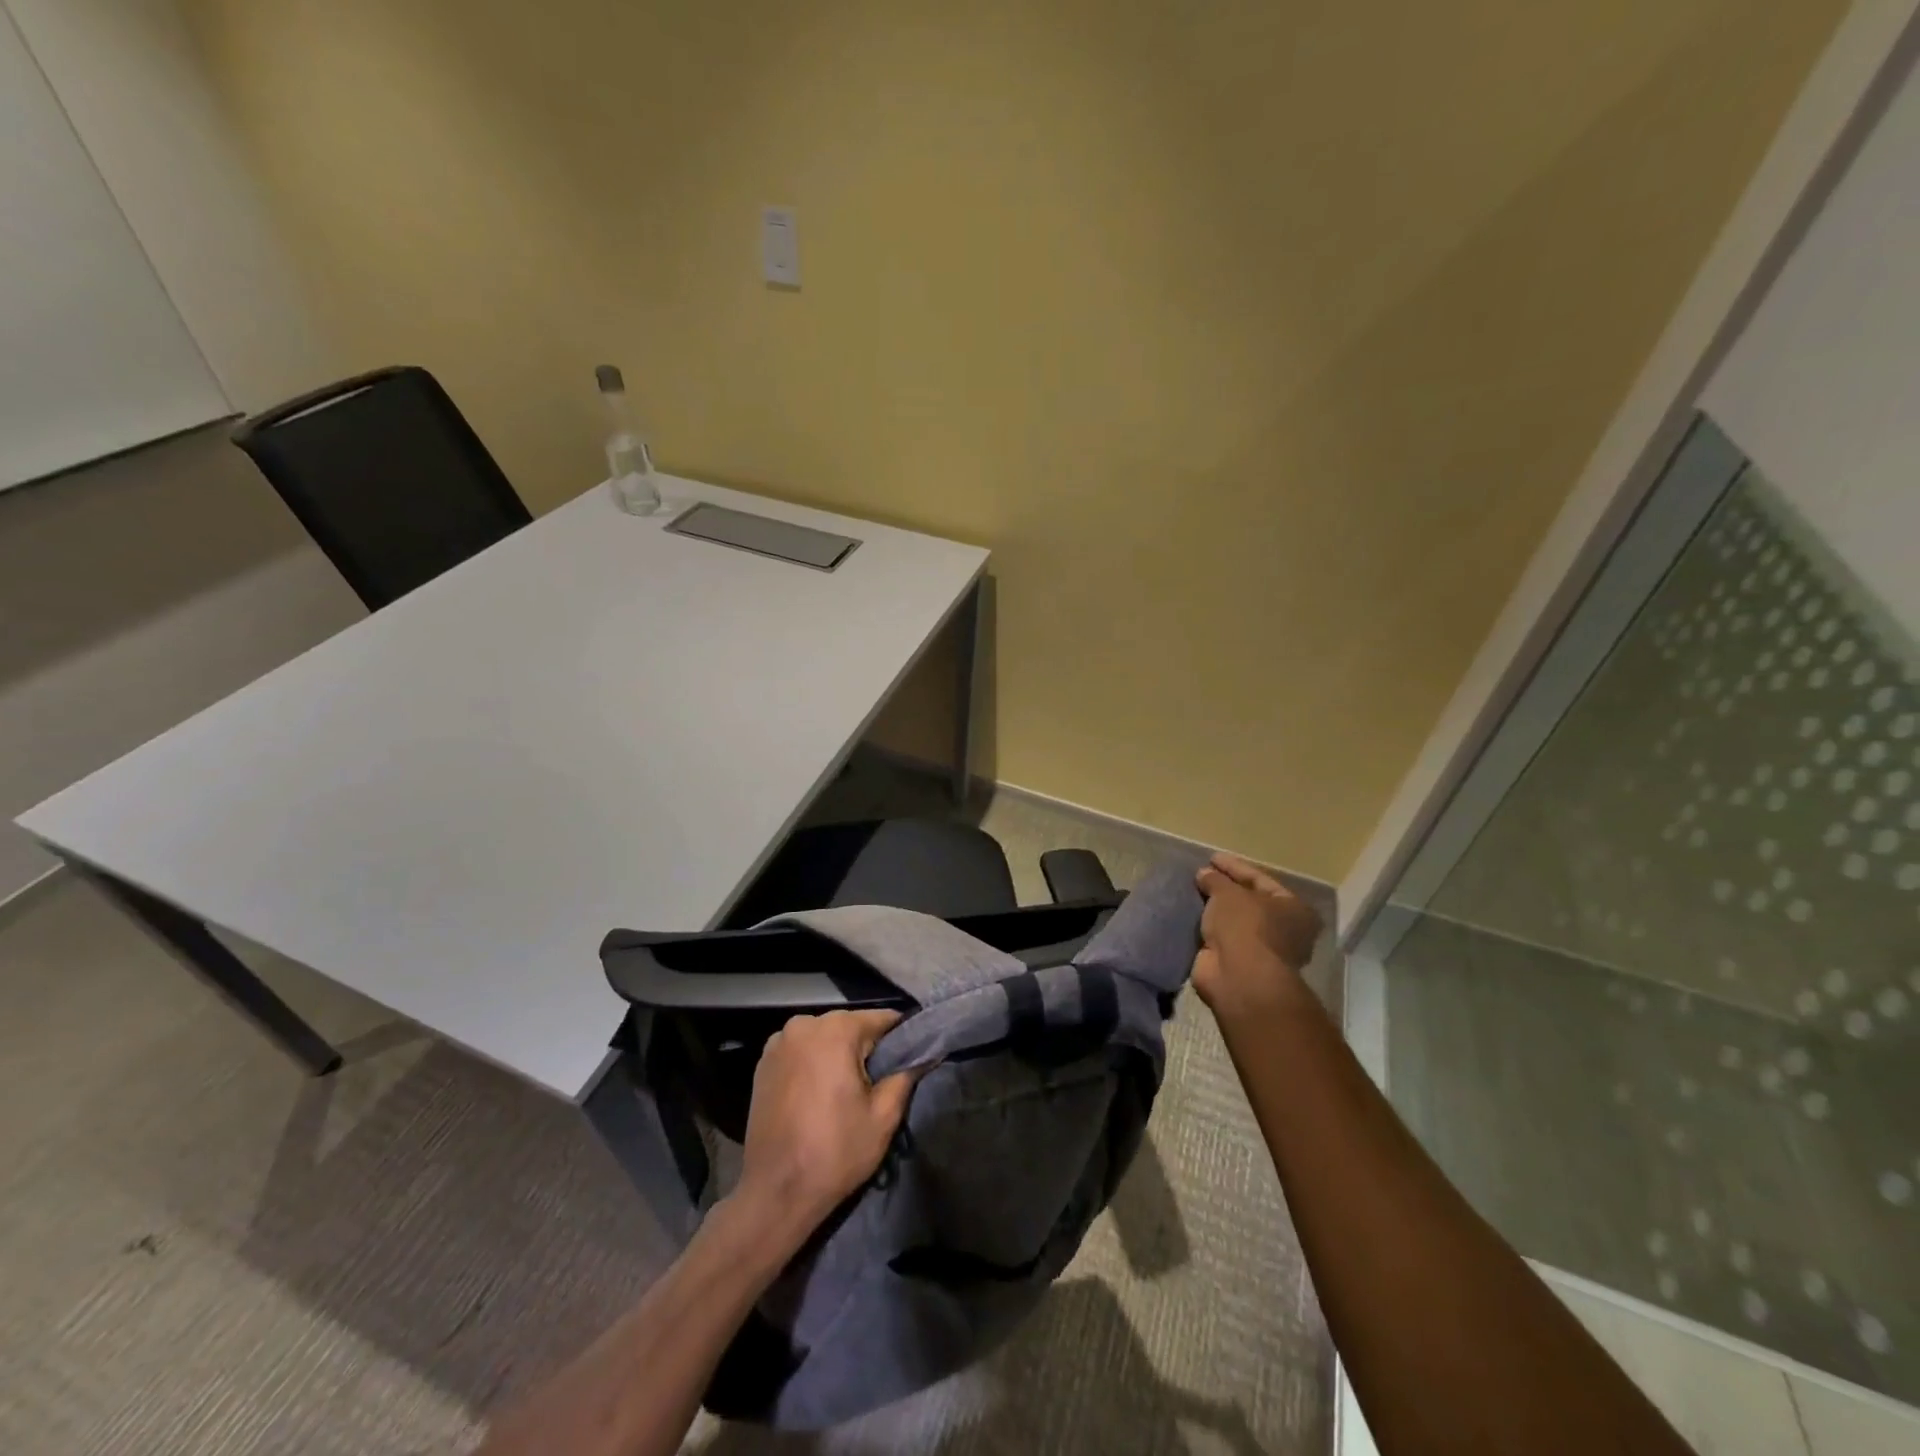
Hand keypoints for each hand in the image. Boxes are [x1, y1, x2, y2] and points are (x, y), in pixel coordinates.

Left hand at [731, 1009, 918, 1246]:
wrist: (775, 1193)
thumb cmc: (835, 1152)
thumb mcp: (884, 1116)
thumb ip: (906, 1075)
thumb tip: (924, 1054)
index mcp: (836, 1029)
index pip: (881, 1019)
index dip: (900, 1038)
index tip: (909, 1060)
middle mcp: (804, 1024)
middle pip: (849, 1027)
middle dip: (866, 1049)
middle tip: (877, 1084)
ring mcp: (778, 1042)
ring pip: (823, 1039)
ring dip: (837, 1056)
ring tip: (845, 1093)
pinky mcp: (762, 1063)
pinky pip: (801, 1052)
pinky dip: (813, 1065)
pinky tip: (817, 1096)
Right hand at [1193, 852, 1323, 1022]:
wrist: (1239, 977)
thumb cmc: (1245, 926)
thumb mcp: (1228, 893)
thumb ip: (1216, 880)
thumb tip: (1205, 874)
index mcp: (1294, 909)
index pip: (1260, 879)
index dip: (1234, 866)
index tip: (1212, 857)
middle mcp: (1285, 930)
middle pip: (1250, 901)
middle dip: (1225, 889)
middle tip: (1202, 875)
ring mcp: (1263, 950)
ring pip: (1235, 921)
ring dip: (1215, 909)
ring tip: (1193, 893)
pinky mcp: (1241, 965)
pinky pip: (1222, 938)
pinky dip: (1208, 928)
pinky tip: (1191, 916)